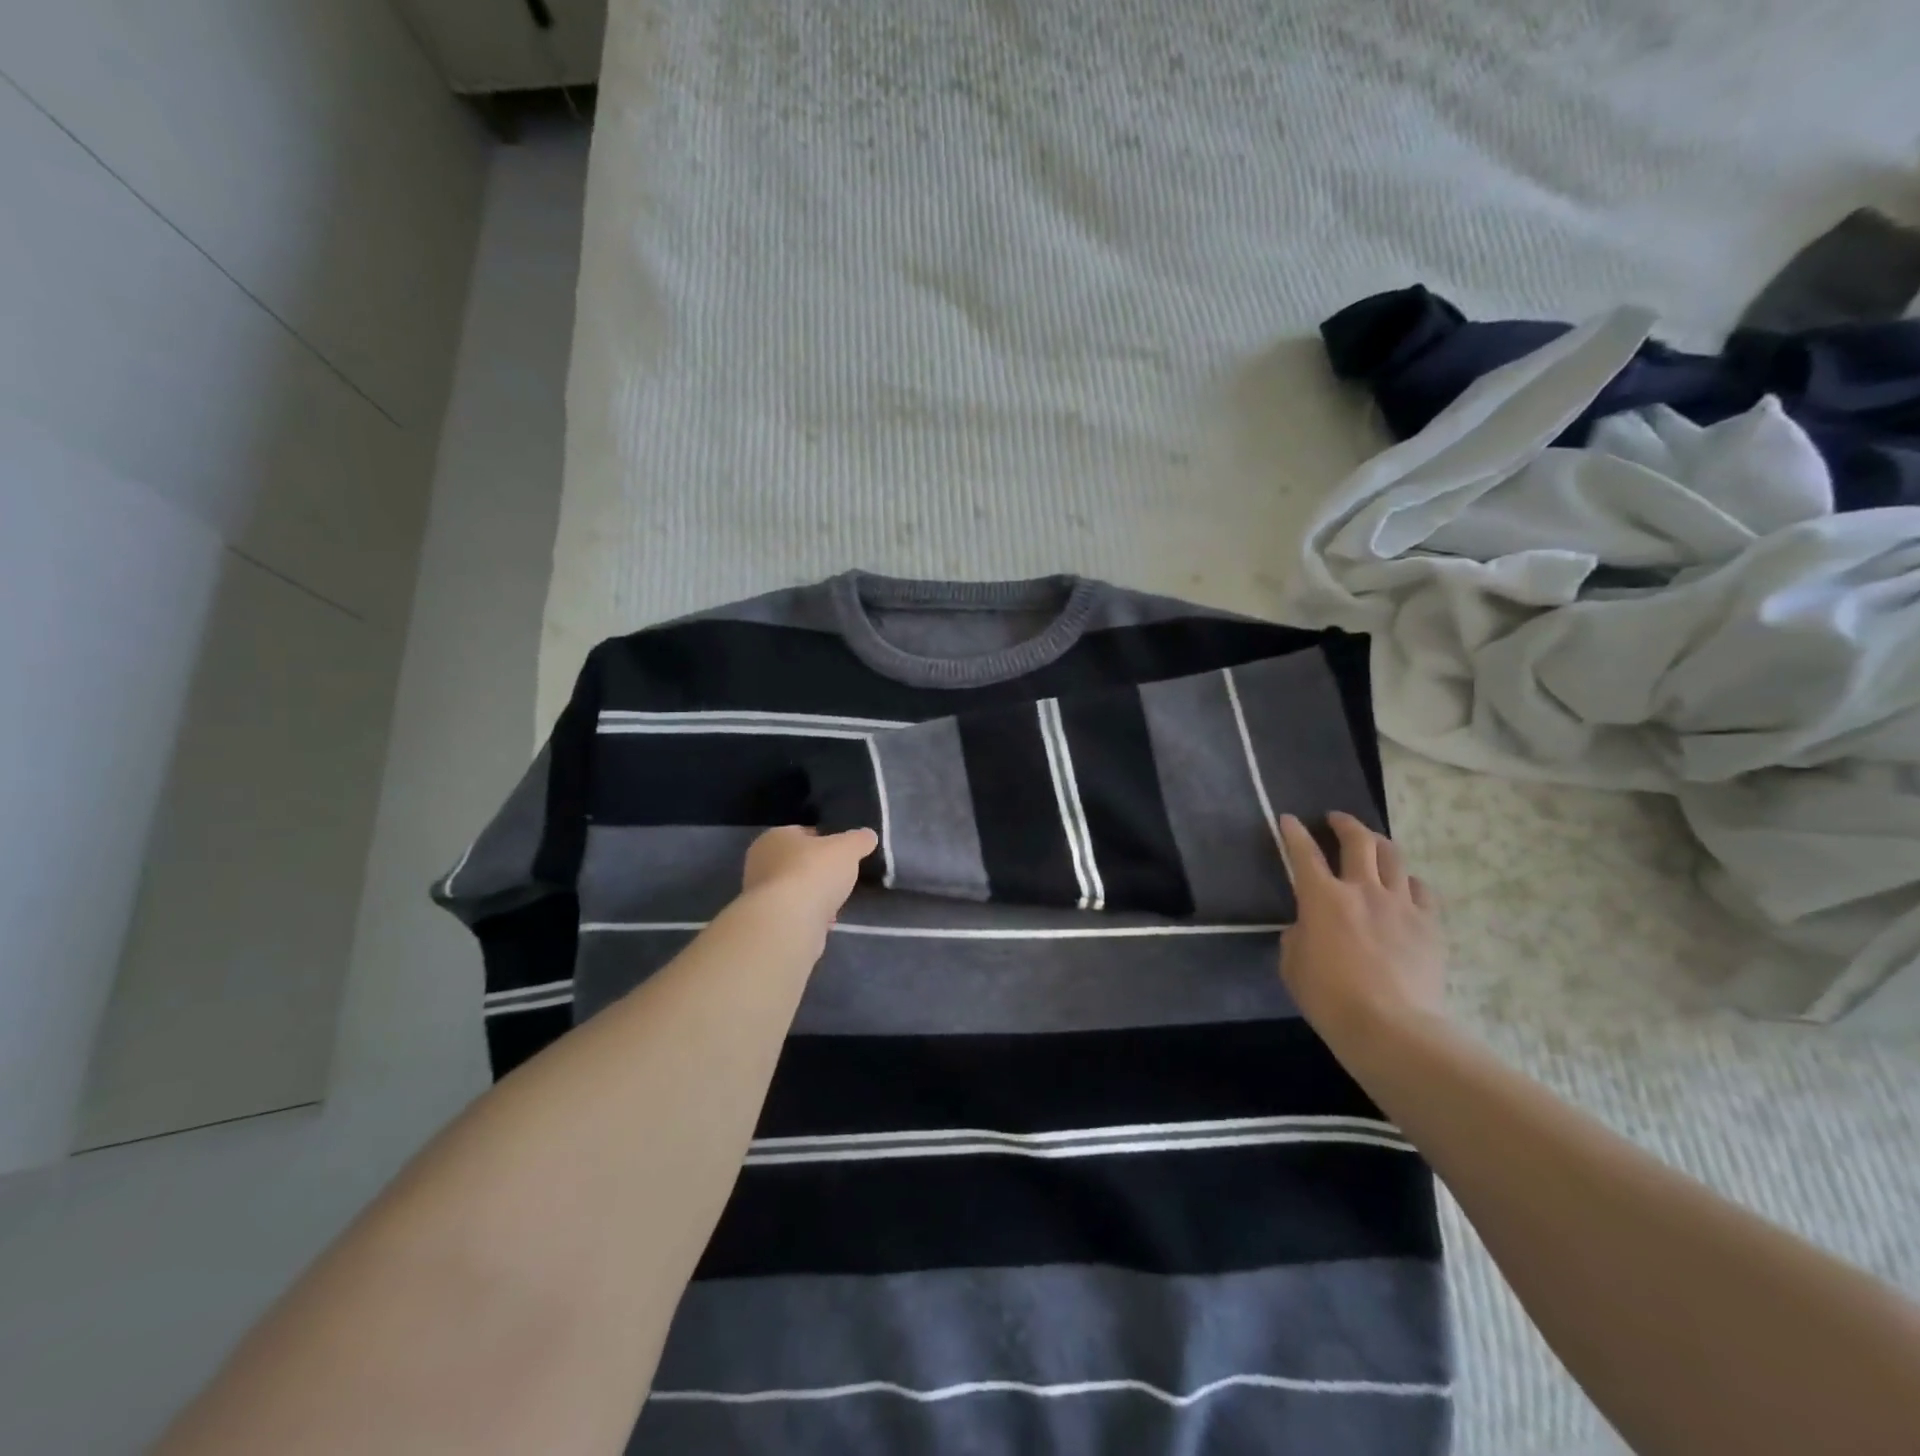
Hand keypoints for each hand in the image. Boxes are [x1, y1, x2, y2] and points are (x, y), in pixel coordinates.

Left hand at [741, 825, 876, 926]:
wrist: (788, 922)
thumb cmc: (814, 872)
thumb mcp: (848, 848)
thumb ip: (859, 840)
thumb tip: (868, 836)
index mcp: (774, 837)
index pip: (803, 833)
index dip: (826, 841)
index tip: (844, 854)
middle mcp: (760, 862)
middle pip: (798, 863)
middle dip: (819, 871)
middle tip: (841, 878)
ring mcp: (760, 895)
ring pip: (796, 890)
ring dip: (815, 896)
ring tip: (836, 903)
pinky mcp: (766, 921)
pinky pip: (794, 913)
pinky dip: (809, 916)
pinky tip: (825, 922)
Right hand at [1277, 812, 1445, 1051]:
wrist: (1391, 1027)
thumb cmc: (1329, 997)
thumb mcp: (1292, 963)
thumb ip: (1298, 935)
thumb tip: (1308, 927)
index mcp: (1322, 898)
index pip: (1303, 853)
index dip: (1293, 832)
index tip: (1288, 819)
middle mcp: (1362, 889)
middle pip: (1358, 840)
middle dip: (1345, 823)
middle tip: (1336, 820)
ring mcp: (1401, 904)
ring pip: (1393, 856)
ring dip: (1379, 844)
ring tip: (1372, 844)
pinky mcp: (1429, 924)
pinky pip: (1421, 889)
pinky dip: (1407, 881)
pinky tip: (1403, 887)